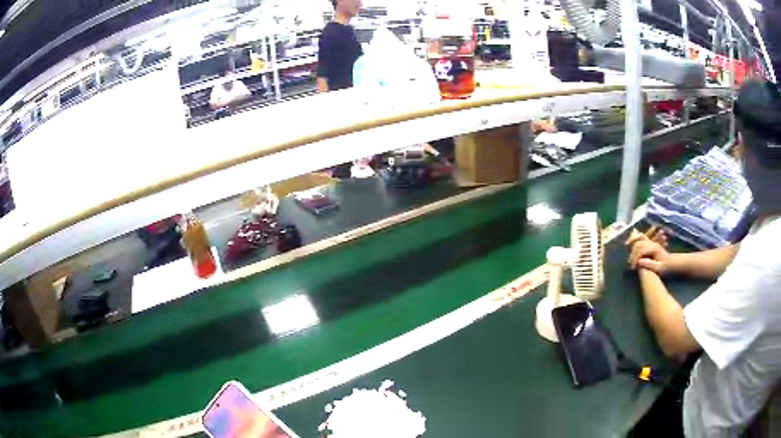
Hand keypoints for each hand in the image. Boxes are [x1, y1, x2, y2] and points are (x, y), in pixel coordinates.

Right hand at [626, 229, 674, 275]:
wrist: (672, 263)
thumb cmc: (666, 267)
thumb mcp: (659, 268)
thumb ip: (650, 264)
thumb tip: (639, 262)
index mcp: (654, 248)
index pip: (640, 251)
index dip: (635, 259)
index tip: (632, 268)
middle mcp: (652, 243)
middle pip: (638, 245)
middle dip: (632, 254)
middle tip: (629, 264)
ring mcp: (651, 242)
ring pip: (639, 240)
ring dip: (632, 244)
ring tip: (627, 251)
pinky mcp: (651, 243)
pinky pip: (641, 239)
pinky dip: (635, 241)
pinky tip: (631, 246)